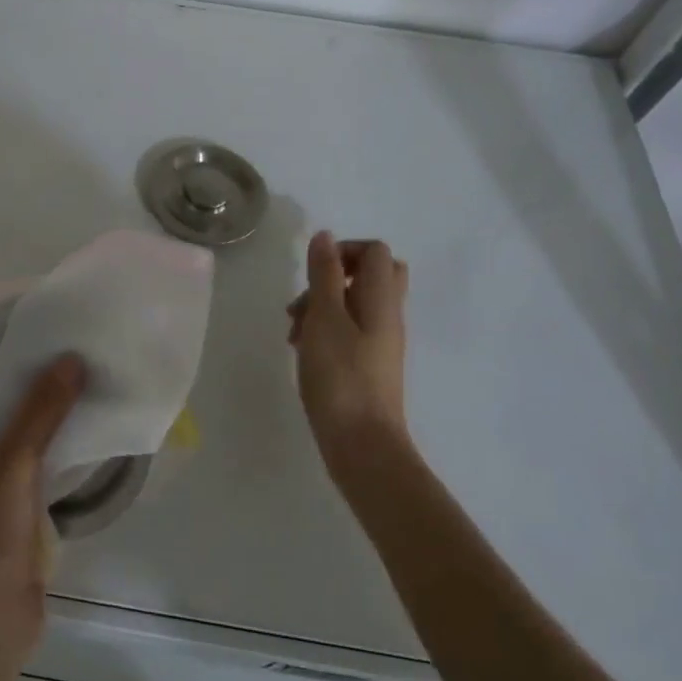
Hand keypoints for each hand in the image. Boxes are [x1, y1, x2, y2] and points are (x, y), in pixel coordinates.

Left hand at [0, 354, 85, 674]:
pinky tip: (84, 421)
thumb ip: (40, 414)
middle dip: (13, 371)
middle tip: (53, 336)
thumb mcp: (10, 468)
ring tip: (75, 368)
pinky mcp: (12, 505)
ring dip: (38, 406)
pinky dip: (52, 440)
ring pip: (11, 430)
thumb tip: (69, 358)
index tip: (5, 321)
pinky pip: (32, 460)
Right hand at [289, 231, 409, 469]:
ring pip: (354, 304)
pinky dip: (325, 330)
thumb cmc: (340, 377)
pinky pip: (349, 331)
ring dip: (321, 306)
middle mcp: (387, 316)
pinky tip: (302, 349)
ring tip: (294, 330)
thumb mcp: (325, 318)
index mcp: (382, 300)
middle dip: (332, 277)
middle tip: (308, 297)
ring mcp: (380, 342)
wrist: (362, 444)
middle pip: (371, 276)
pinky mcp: (368, 365)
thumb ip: (325, 275)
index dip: (344, 250)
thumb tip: (325, 236)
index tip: (314, 272)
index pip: (376, 252)